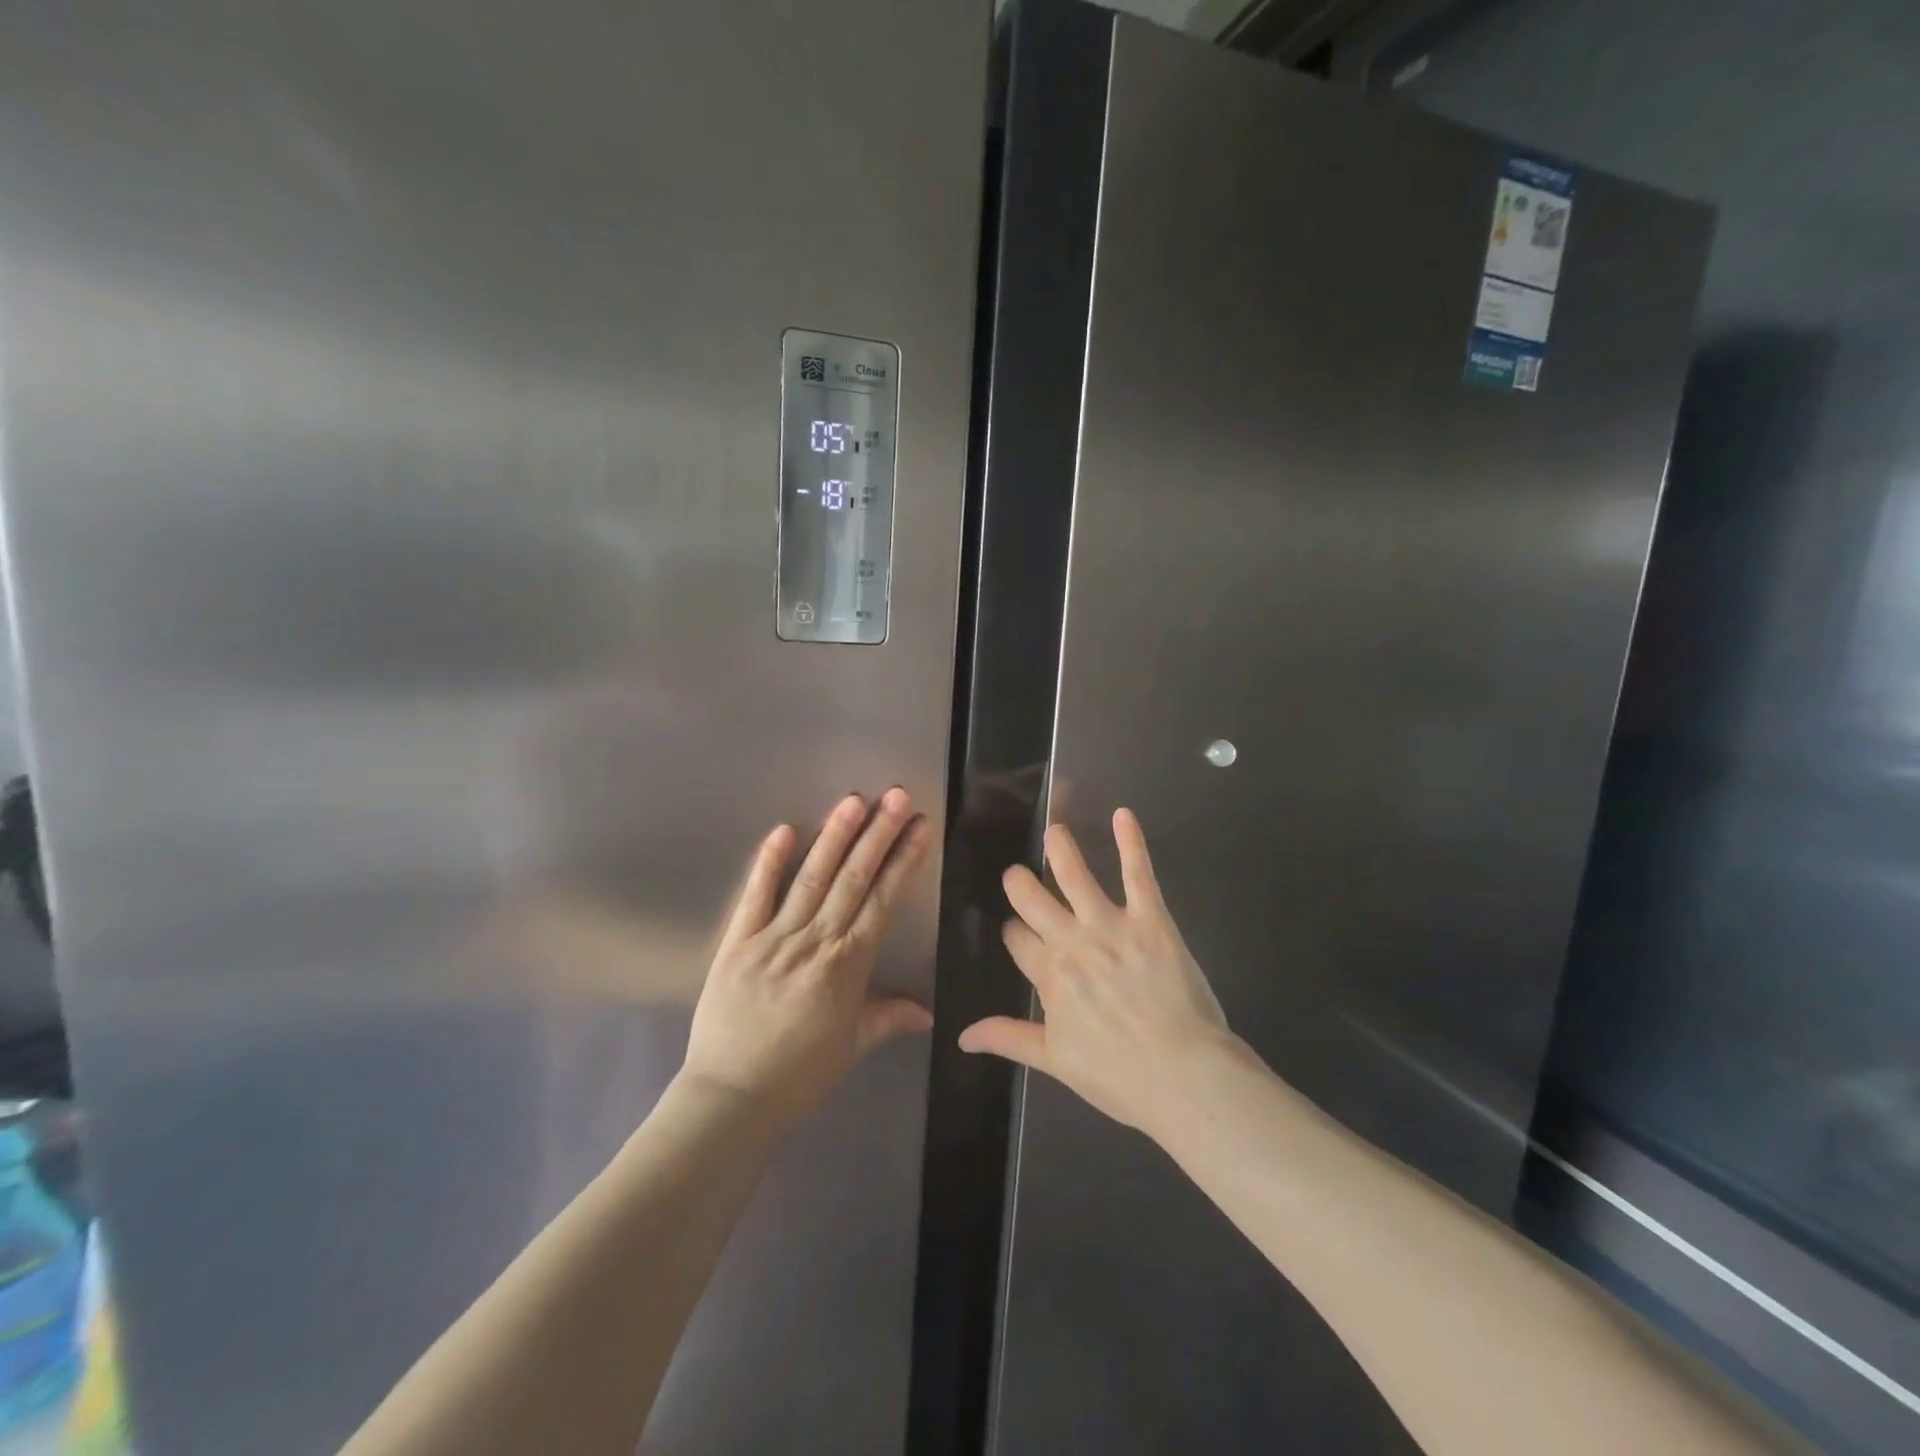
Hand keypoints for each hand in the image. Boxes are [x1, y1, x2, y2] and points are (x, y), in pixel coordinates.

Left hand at [683, 789, 934, 1120]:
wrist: (731, 1099)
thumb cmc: (799, 1075)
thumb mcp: (852, 1046)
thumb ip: (888, 1017)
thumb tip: (929, 1011)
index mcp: (848, 964)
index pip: (883, 900)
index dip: (904, 860)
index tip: (920, 826)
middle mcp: (816, 941)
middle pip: (853, 878)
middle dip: (878, 834)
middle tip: (895, 795)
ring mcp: (774, 937)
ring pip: (811, 877)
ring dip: (834, 837)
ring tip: (853, 801)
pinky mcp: (737, 942)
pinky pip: (755, 896)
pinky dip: (769, 863)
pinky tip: (784, 830)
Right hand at [959, 809, 1233, 1137]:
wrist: (1182, 1076)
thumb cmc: (1119, 1075)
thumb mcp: (1055, 1061)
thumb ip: (1009, 1038)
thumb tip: (962, 1035)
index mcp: (1048, 974)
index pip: (1016, 938)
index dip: (1014, 932)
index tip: (1017, 933)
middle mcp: (1071, 940)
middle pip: (1031, 896)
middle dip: (1020, 882)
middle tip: (1019, 875)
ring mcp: (1110, 925)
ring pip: (1074, 874)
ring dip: (1060, 848)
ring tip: (1054, 829)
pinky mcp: (1150, 919)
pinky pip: (1137, 873)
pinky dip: (1131, 842)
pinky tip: (1123, 815)